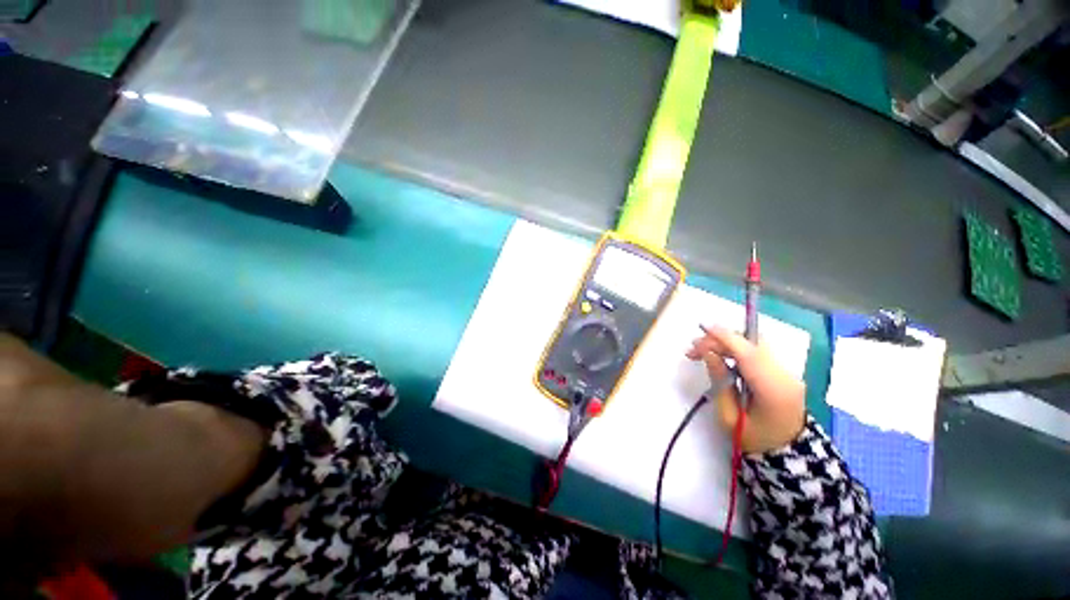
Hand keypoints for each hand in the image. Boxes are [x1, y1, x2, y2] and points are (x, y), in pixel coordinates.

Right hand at [685, 325, 805, 453]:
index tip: (702, 328)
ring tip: (702, 352)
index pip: (749, 353)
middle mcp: (785, 375)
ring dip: (727, 342)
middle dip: (721, 339)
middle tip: (694, 349)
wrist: (789, 453)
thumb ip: (720, 381)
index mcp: (773, 390)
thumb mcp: (729, 415)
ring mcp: (788, 372)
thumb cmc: (754, 439)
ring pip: (755, 343)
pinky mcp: (783, 371)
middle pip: (753, 342)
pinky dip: (737, 348)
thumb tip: (708, 353)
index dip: (726, 337)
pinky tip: (720, 356)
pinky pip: (757, 351)